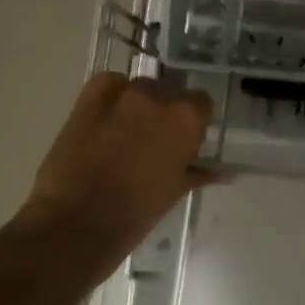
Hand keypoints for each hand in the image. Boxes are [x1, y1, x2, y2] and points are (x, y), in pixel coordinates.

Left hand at [17, 73, 216, 255]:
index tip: (190, 139)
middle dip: (169, 110)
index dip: (197, 121)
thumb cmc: (139, 210)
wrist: (79, 220)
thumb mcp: (177, 189)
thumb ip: (201, 172)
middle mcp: (157, 97)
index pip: (202, 103)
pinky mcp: (88, 100)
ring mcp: (121, 95)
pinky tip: (112, 114)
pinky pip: (108, 84)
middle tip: (161, 138)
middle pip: (171, 91)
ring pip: (141, 87)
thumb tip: (226, 173)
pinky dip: (113, 94)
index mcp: (186, 118)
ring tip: (132, 129)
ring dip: (142, 103)